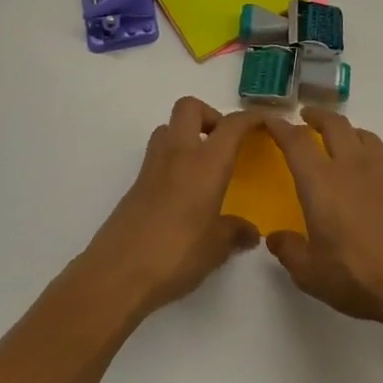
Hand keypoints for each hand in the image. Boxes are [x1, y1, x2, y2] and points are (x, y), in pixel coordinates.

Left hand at [85, 98, 261, 320]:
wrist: (116, 274)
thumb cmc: (175, 254)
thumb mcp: (215, 248)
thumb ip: (235, 233)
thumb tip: (250, 232)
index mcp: (205, 163)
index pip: (232, 125)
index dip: (251, 118)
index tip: (266, 122)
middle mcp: (178, 154)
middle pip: (190, 107)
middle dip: (211, 115)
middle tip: (225, 143)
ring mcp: (152, 168)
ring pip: (169, 128)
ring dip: (188, 135)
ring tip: (204, 165)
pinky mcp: (135, 186)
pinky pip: (158, 156)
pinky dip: (174, 160)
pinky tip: (184, 193)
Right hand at [262, 110, 382, 335]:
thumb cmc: (360, 277)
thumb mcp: (312, 274)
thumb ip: (290, 251)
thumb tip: (276, 237)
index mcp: (322, 182)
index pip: (296, 142)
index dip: (280, 127)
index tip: (270, 119)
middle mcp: (353, 166)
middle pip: (334, 124)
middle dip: (317, 116)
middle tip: (307, 117)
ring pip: (364, 135)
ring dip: (347, 131)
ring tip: (341, 139)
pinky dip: (371, 156)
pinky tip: (372, 176)